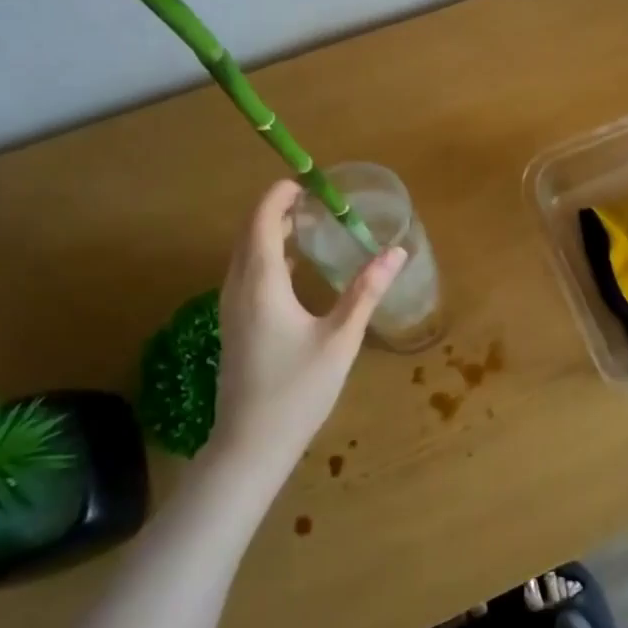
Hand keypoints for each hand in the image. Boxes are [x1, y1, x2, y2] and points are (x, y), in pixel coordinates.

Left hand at [205, 179, 405, 477]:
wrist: (250, 446)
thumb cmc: (297, 391)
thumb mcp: (340, 339)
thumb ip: (366, 291)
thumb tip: (396, 252)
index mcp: (261, 286)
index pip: (261, 223)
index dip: (279, 196)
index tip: (307, 181)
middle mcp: (238, 290)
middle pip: (249, 234)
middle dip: (276, 210)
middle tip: (315, 200)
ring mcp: (231, 310)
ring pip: (244, 255)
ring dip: (269, 232)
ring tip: (307, 224)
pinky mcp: (234, 326)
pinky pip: (246, 274)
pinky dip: (266, 256)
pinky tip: (294, 268)